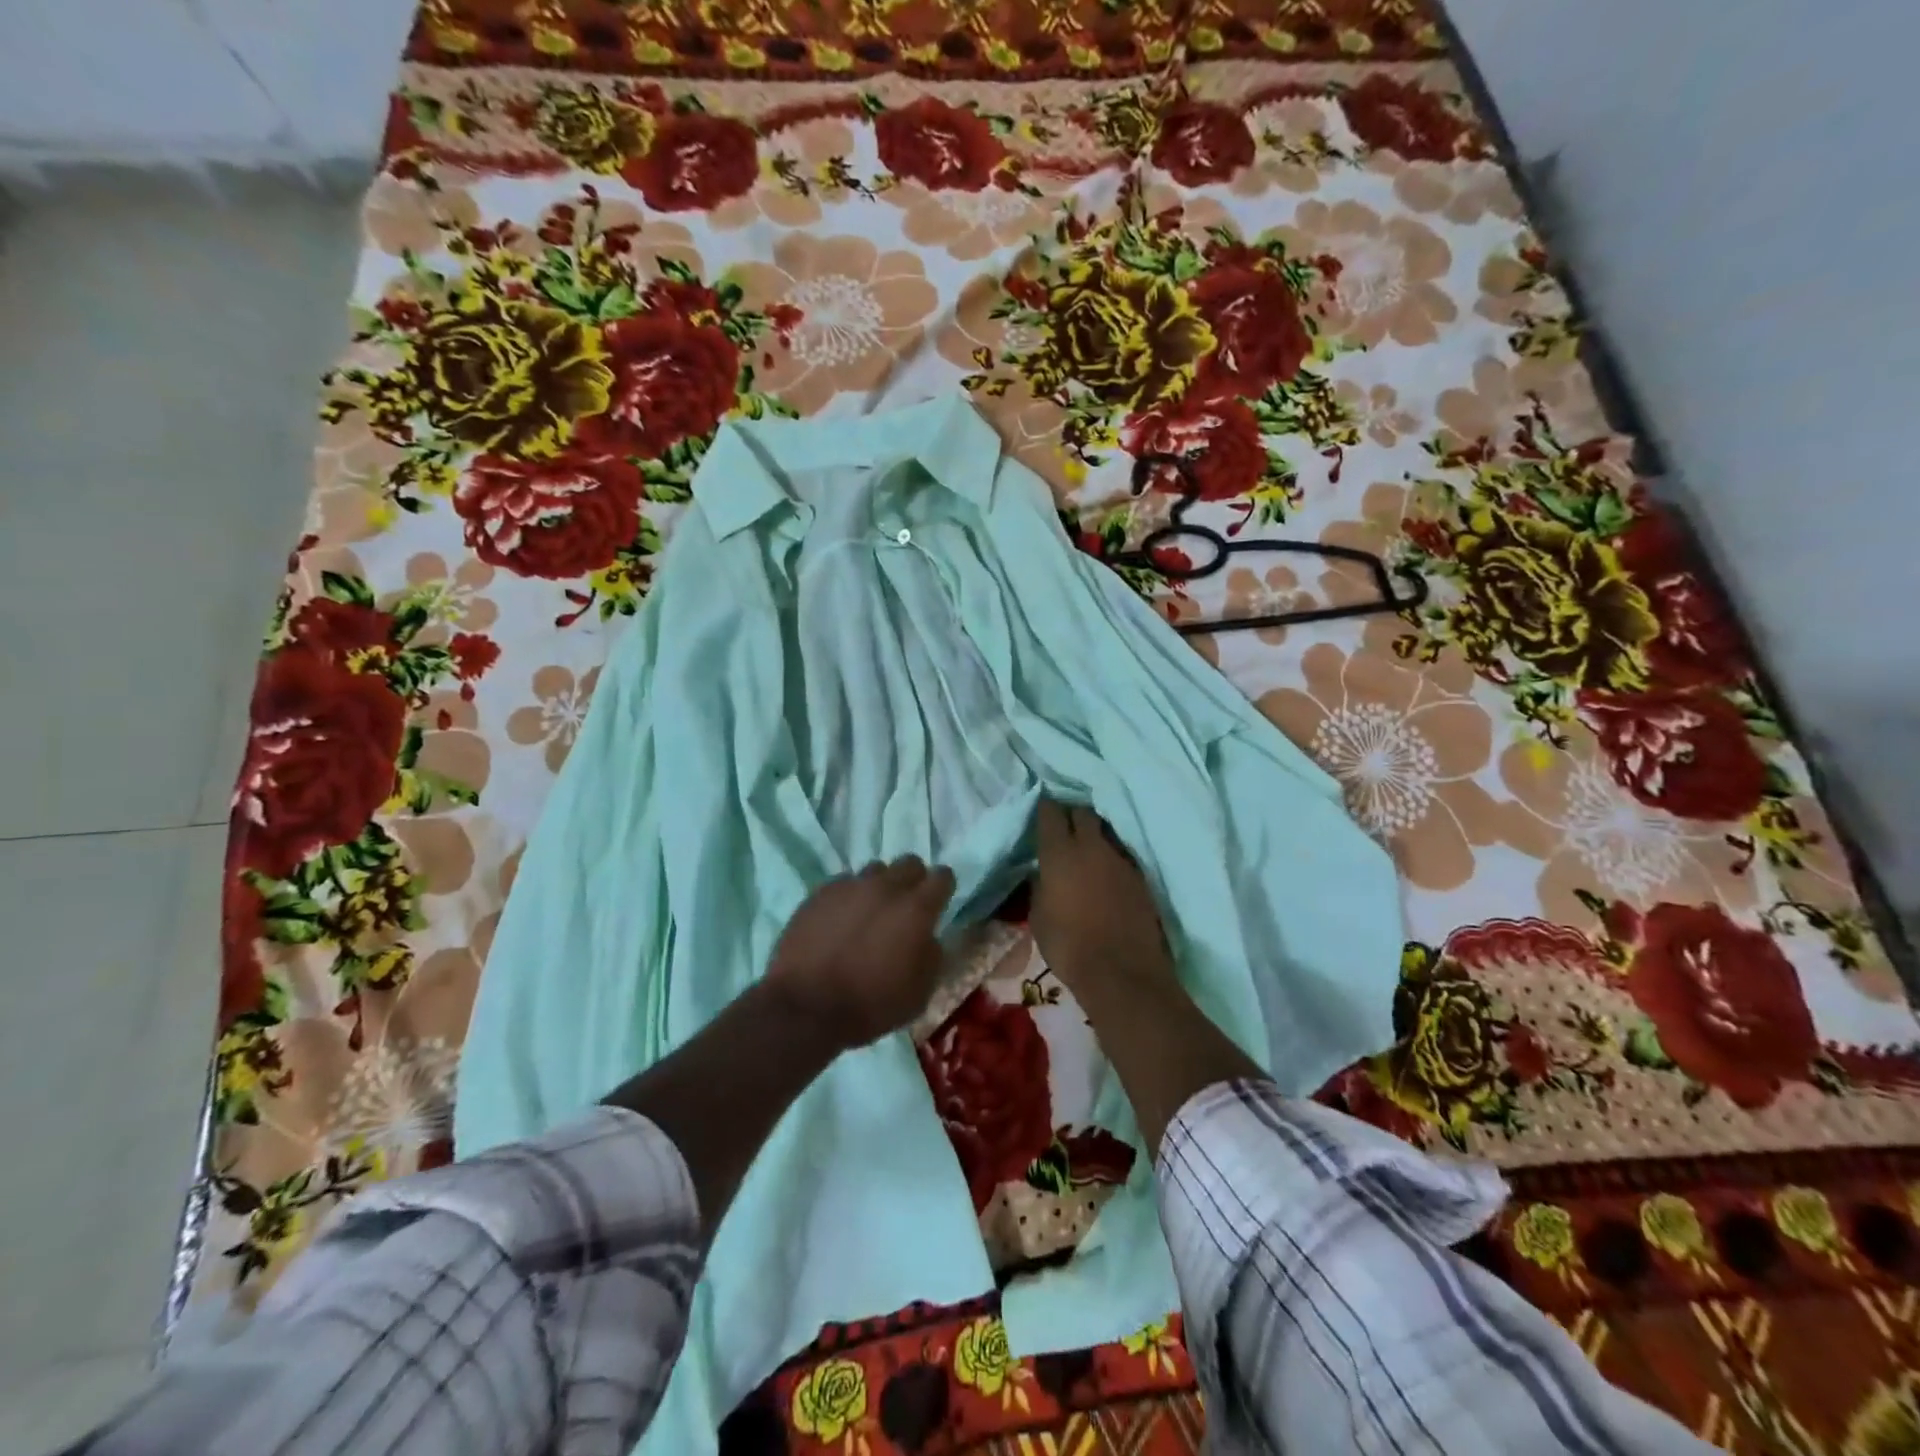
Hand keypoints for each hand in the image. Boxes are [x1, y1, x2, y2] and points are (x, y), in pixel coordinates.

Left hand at [766, 857, 957, 1050]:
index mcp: (916, 909)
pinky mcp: (820, 893)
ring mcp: (850, 886)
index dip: (943, 889)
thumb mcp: (920, 994)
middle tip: (905, 907)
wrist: (805, 1007)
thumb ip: (932, 957)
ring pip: (875, 870)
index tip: (938, 903)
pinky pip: (844, 883)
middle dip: (913, 880)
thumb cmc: (870, 1005)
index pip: (943, 877)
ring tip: (870, 912)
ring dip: (879, 887)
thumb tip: (929, 938)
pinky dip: (848, 897)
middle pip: (910, 863)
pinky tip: (840, 920)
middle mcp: (886, 887)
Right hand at [1032, 800, 1176, 1002]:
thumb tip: (1042, 873)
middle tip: (1064, 825)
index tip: (1041, 809)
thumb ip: (1039, 885)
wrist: (1121, 972)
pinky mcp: (1140, 876)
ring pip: (1105, 831)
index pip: (1051, 812)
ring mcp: (1120, 859)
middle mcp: (1091, 847)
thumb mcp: (1038, 916)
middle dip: (1072, 813)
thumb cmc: (1069, 946)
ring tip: (1086, 847)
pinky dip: (1111, 856)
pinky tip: (1105, 870)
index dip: (1045, 807)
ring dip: (1094, 834)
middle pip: (1083, 813)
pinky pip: (1121, 854)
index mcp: (1059, 853)